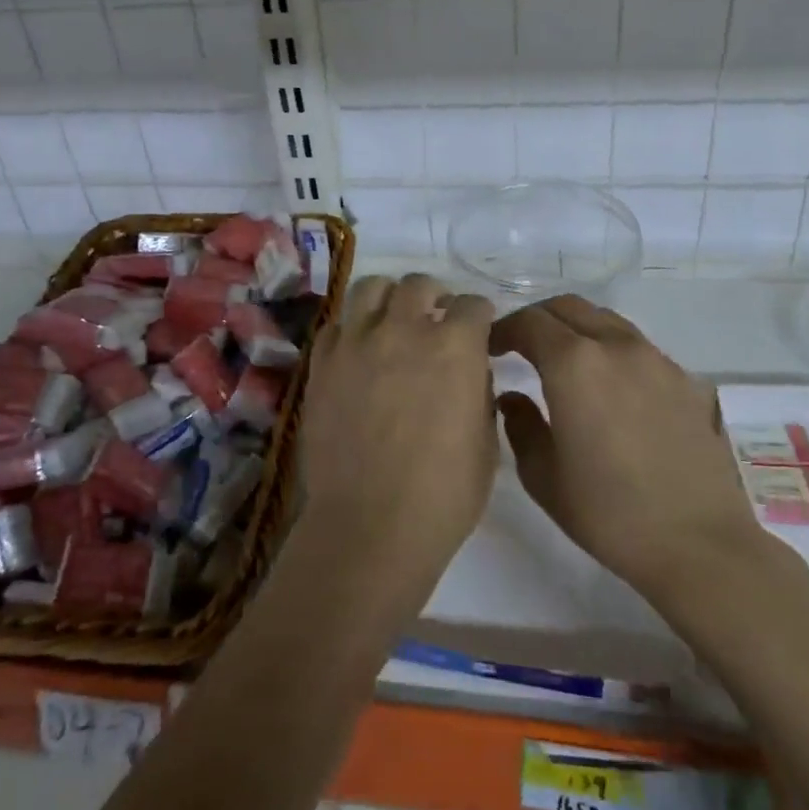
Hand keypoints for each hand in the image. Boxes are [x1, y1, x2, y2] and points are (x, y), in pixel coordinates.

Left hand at [299, 274, 497, 599]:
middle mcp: (404, 330)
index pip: (473, 305)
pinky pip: (335, 327)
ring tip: (392, 318)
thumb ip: (479, 391)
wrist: (370, 525)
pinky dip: (351, 330)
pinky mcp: (322, 363)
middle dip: (434, 295)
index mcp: (455, 346)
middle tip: (436, 316)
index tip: (479, 328)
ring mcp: (357, 342)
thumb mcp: (486, 443)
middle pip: (418, 284)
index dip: (480, 315)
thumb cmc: (443, 495)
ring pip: (370, 289)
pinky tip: (357, 351)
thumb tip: (468, 370)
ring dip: (388, 297)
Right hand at [490, 294, 764, 607]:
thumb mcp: (542, 476)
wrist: (700, 544)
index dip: (502, 330)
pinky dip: (609, 348)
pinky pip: (636, 345)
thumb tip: (513, 398)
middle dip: (537, 320)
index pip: (528, 322)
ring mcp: (655, 359)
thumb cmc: (609, 513)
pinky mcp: (684, 379)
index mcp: (573, 364)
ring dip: (575, 328)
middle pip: (567, 307)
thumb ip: (519, 425)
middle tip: (520, 347)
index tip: (489, 349)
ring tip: (562, 361)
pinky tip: (609, 387)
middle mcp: (614, 346)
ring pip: (604, 320)